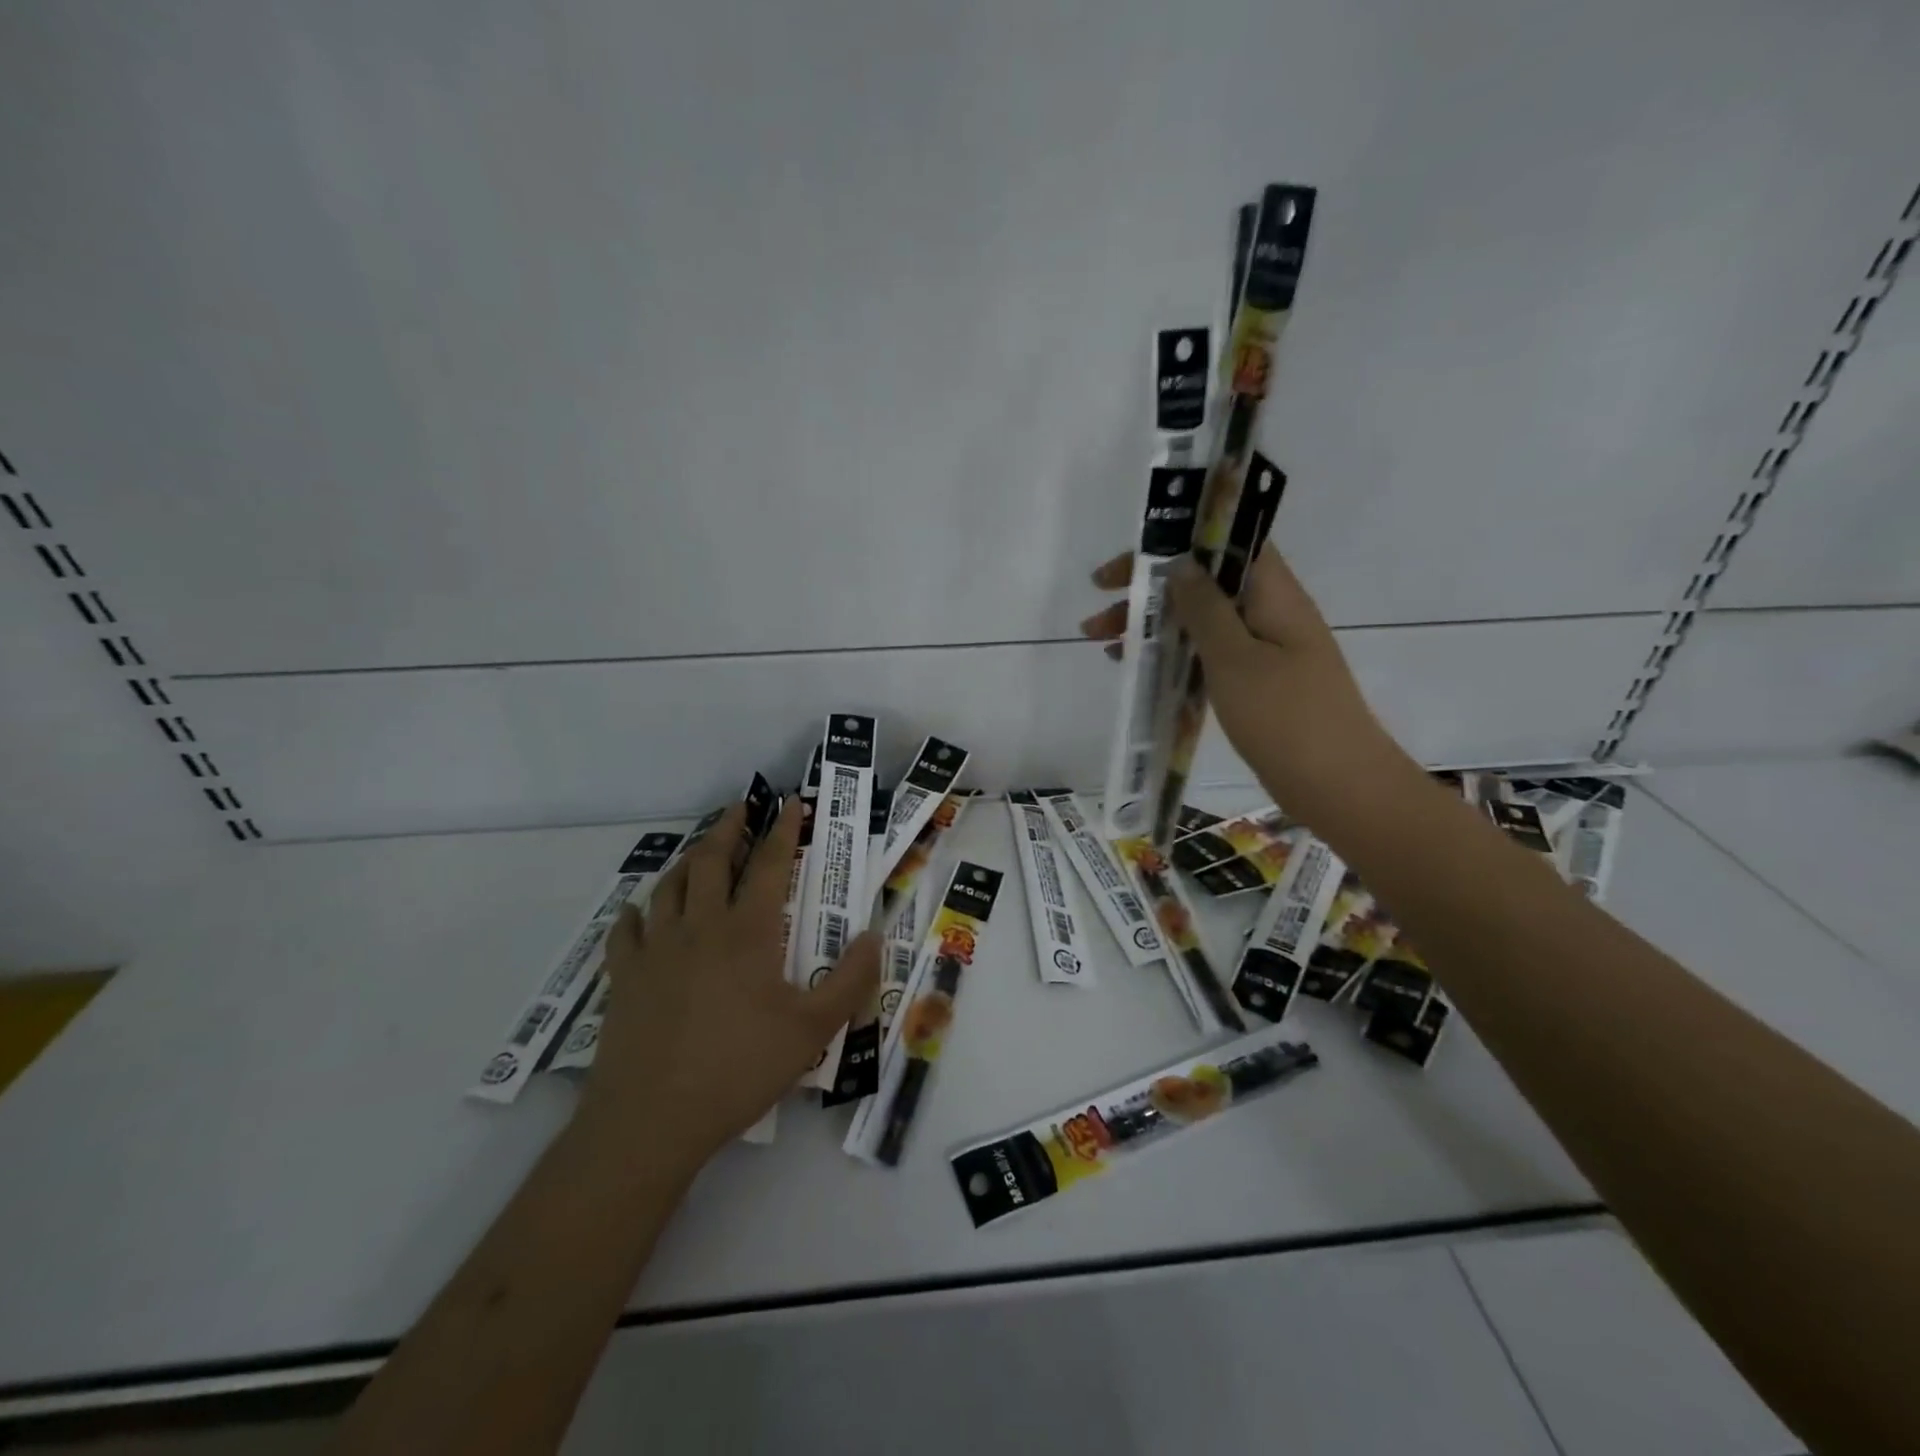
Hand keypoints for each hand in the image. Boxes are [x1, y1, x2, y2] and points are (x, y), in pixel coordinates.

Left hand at [580, 799, 880, 1172]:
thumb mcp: (813, 1030)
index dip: (783, 830)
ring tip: (700, 849)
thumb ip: (850, 980)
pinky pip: (627, 930)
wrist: (652, 1119)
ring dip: (688, 859)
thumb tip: (874, 935)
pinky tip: (640, 911)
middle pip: (712, 860)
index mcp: (748, 932)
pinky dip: (637, 911)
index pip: (769, 865)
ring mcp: (656, 949)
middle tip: (740, 807)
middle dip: (729, 828)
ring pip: (670, 885)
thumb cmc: (739, 1068)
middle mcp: (700, 926)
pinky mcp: (624, 977)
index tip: (791, 802)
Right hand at [1081, 545, 1402, 819]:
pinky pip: (1208, 654)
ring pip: (1201, 621)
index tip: (1132, 557)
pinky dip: (1173, 654)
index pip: (1228, 541)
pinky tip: (1139, 668)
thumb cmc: (1285, 716)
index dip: (1179, 539)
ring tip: (1103, 643)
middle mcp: (1270, 613)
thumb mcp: (1235, 658)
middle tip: (1100, 605)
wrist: (1338, 786)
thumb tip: (1179, 563)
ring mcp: (1265, 650)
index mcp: (1274, 594)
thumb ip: (1205, 609)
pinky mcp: (1256, 683)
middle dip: (1151, 590)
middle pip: (1205, 582)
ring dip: (1154, 625)